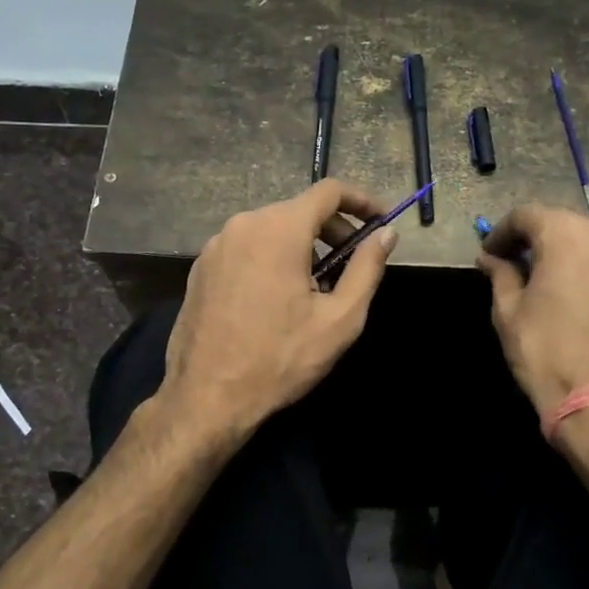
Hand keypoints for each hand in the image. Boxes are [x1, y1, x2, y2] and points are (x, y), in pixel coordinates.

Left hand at [163, 180, 396, 436]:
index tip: (381, 221)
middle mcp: (243, 225)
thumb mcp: (339, 319)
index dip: (362, 201)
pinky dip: (272, 257)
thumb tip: (386, 235)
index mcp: (279, 230)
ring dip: (302, 245)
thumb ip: (366, 269)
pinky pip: (247, 247)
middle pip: (299, 209)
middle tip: (354, 262)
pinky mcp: (201, 267)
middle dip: (333, 229)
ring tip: (318, 286)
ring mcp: (216, 245)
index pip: (329, 191)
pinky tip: (279, 296)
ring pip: (271, 228)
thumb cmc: (280, 359)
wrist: (206, 397)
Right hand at [476, 204, 588, 415]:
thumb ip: (501, 274)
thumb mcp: (508, 311)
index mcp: (568, 235)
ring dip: (571, 257)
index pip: (527, 215)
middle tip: (517, 265)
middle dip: (538, 241)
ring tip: (553, 284)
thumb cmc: (546, 351)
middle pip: (565, 226)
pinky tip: (584, 301)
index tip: (489, 254)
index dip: (502, 232)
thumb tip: (491, 259)